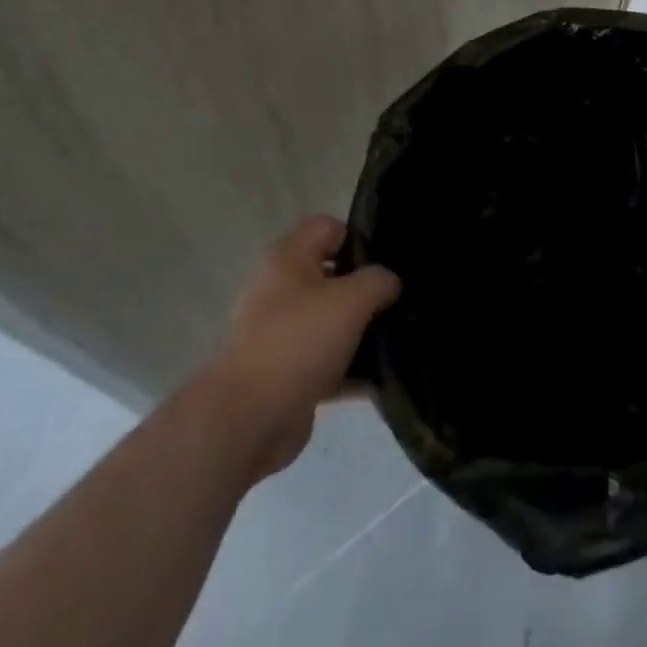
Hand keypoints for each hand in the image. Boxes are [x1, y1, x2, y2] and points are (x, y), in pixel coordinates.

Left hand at [207, 216, 399, 481]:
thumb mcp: (352, 299)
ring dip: (361, 331)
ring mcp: (280, 332)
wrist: (249, 418)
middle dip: (365, 288)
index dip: (360, 239)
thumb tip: (389, 282)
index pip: (329, 227)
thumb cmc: (300, 340)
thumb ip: (378, 281)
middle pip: (331, 275)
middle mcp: (279, 288)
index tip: (387, 265)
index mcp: (288, 258)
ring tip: (397, 340)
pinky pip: (326, 360)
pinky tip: (382, 380)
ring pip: (330, 320)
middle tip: (397, 302)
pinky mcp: (285, 372)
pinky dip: (350, 368)